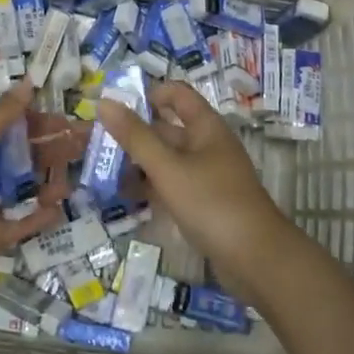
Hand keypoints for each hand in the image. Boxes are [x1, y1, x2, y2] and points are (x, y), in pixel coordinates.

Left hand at [0, 79, 85, 285]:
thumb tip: (29, 82)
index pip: (11, 131)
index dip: (41, 127)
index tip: (71, 125)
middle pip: (18, 163)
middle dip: (49, 157)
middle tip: (83, 155)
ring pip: (15, 196)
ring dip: (42, 190)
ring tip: (70, 186)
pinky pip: (6, 229)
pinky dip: (28, 223)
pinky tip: (53, 214)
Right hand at [98, 82, 290, 288]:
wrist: (257, 259)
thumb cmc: (212, 203)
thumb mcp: (168, 168)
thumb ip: (135, 137)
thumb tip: (104, 102)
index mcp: (205, 127)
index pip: (176, 94)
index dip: (148, 94)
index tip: (116, 107)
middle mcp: (207, 145)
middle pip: (167, 128)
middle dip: (134, 133)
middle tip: (97, 142)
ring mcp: (207, 176)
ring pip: (167, 159)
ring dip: (138, 162)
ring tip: (103, 170)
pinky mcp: (204, 203)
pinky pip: (172, 185)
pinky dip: (151, 186)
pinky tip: (125, 197)